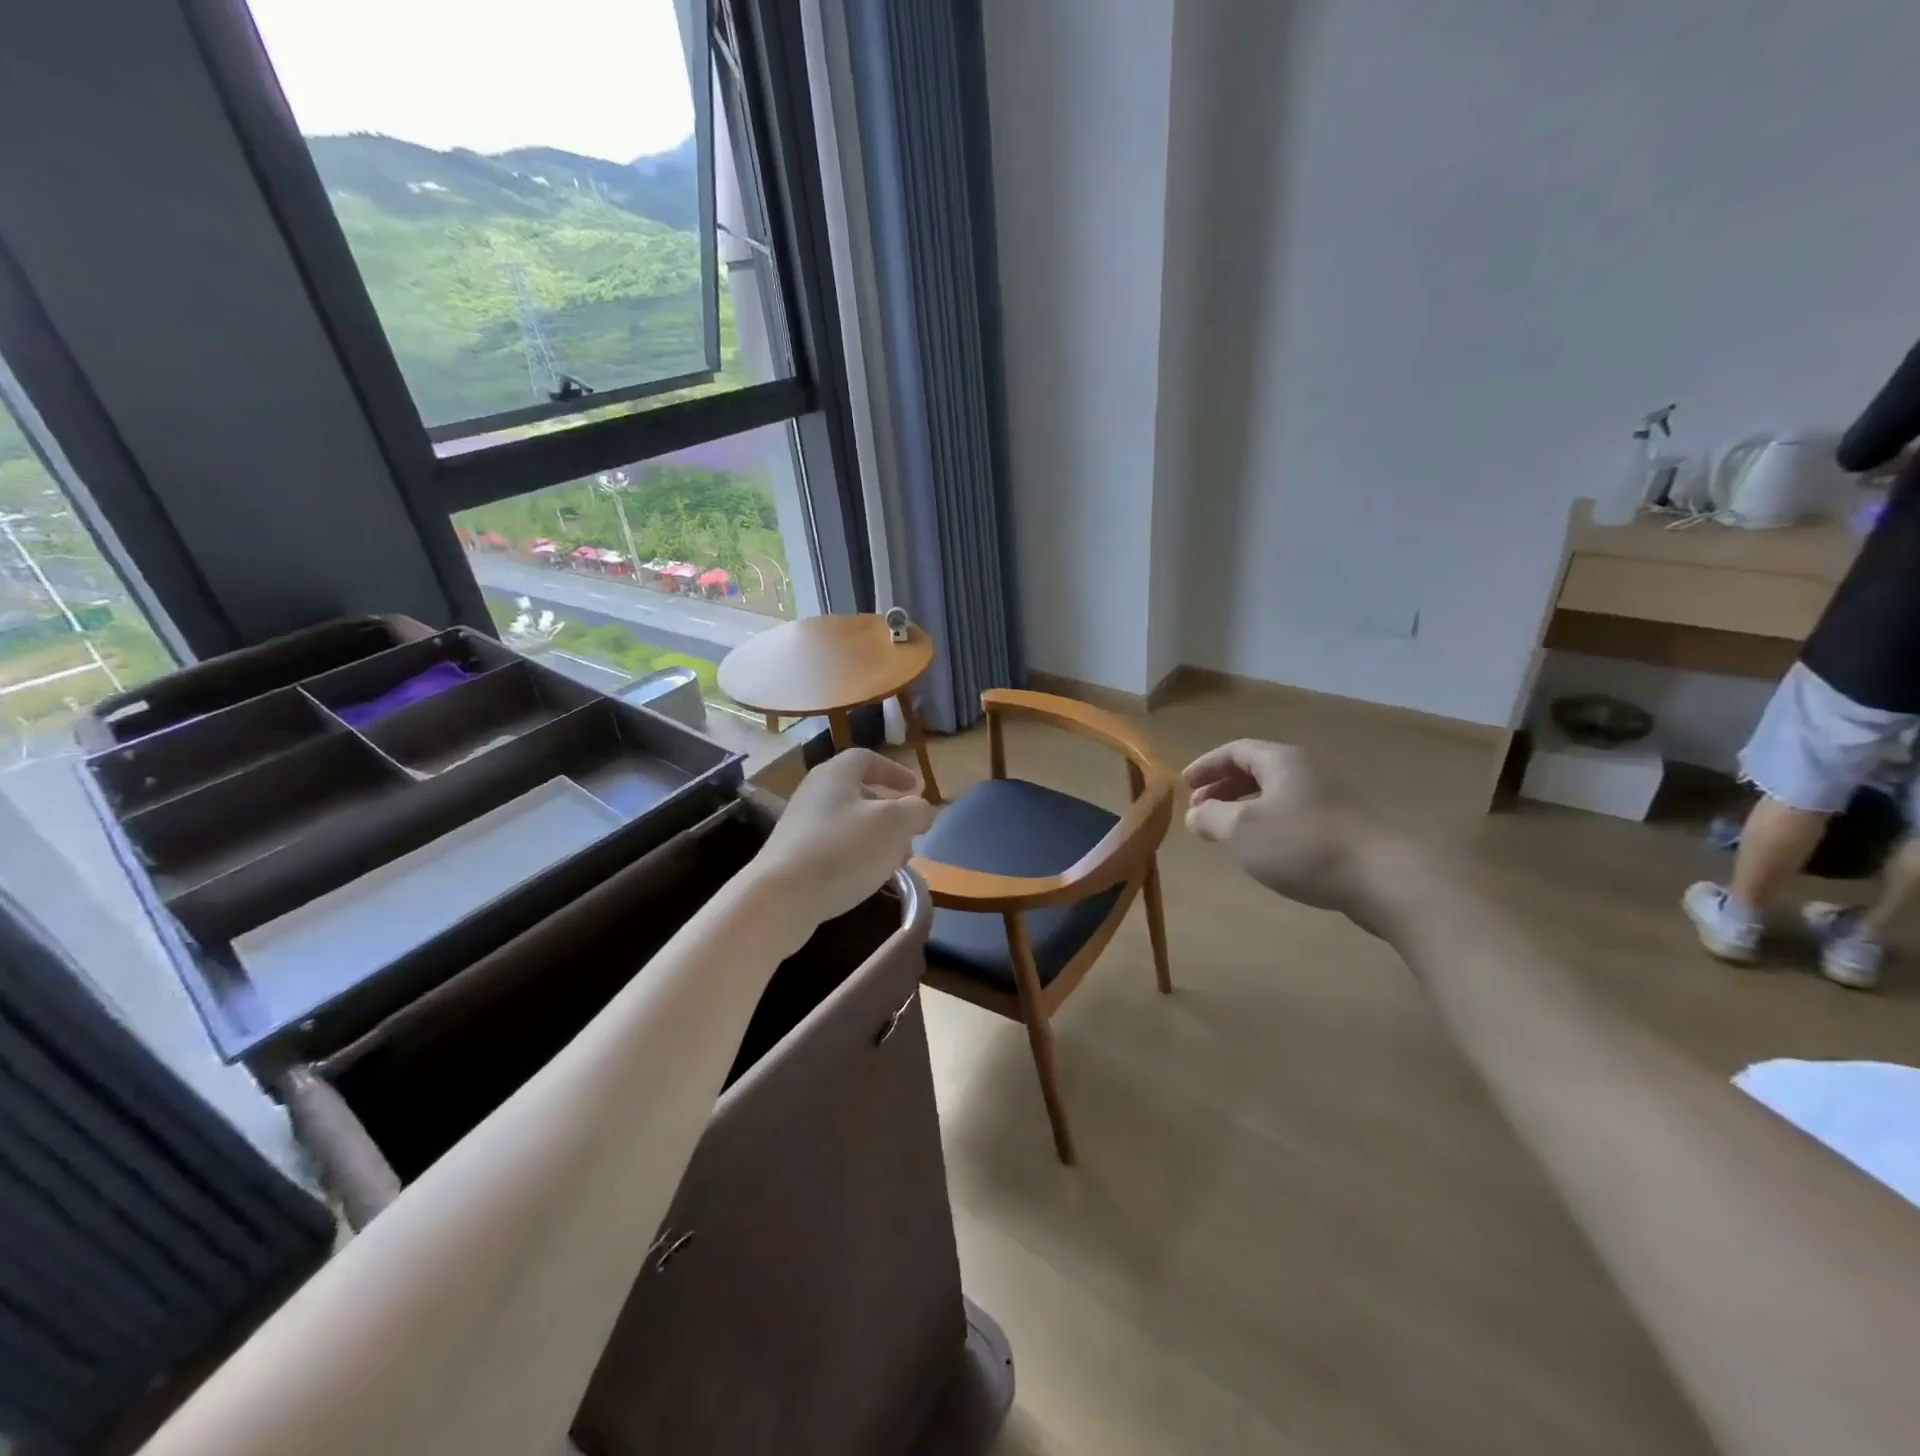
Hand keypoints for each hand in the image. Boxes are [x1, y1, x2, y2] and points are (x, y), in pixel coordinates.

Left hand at [751, 749, 938, 927]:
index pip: (867, 758)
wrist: (781, 897)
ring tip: (896, 861)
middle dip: (889, 810)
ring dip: (876, 836)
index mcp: (836, 774)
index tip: (914, 788)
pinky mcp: (794, 855)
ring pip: (848, 822)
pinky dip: (856, 855)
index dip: (894, 771)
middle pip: (858, 791)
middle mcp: (815, 792)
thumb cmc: (843, 850)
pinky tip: (867, 877)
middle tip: (910, 831)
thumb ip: (916, 811)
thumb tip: (922, 809)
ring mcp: (801, 824)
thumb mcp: (894, 825)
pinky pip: (834, 846)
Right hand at [1182, 739, 1381, 920]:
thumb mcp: (1242, 830)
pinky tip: (1263, 850)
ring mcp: (1329, 800)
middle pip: (1257, 770)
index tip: (1185, 784)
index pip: (1236, 750)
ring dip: (1245, 808)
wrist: (1383, 878)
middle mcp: (1306, 772)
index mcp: (1281, 761)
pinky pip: (1293, 816)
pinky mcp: (1342, 829)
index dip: (1207, 765)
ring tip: (1226, 831)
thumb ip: (1212, 817)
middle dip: (1224, 787)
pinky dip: (1268, 824)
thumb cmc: (1302, 844)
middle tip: (1200, 808)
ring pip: (1276, 795)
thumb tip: (1195, 813)